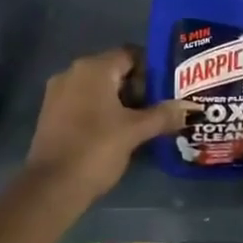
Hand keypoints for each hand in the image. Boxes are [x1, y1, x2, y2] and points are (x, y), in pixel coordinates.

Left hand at [26, 47, 196, 201]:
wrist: (51, 187)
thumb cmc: (96, 149)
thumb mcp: (135, 131)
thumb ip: (163, 115)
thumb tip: (192, 107)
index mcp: (93, 68)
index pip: (130, 54)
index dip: (152, 69)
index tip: (167, 89)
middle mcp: (73, 72)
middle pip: (114, 70)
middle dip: (137, 87)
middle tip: (158, 108)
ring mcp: (58, 93)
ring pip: (98, 88)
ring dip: (120, 101)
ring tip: (141, 123)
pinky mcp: (51, 113)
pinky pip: (83, 102)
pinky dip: (101, 111)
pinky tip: (116, 133)